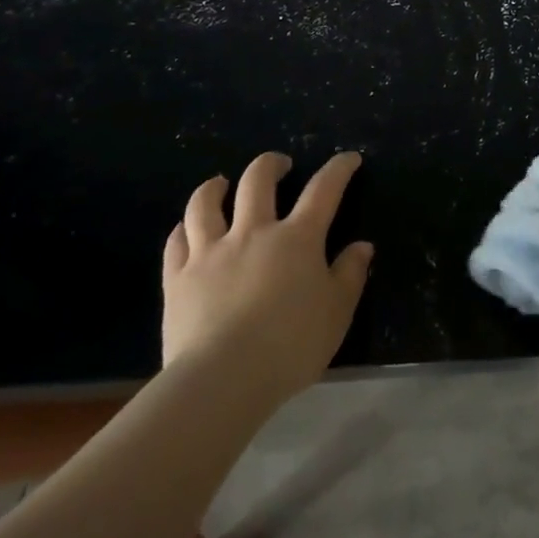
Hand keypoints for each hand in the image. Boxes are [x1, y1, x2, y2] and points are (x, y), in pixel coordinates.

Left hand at [161, 151, 373, 405]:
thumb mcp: (336, 314)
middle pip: (258, 181)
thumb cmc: (289, 347)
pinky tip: (186, 229)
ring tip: (221, 183)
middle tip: (279, 165)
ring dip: (215, 187)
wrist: (222, 380)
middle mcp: (253, 232)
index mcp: (297, 238)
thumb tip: (361, 246)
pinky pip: (177, 241)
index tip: (348, 158)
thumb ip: (350, 276)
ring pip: (206, 203)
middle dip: (271, 165)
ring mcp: (211, 252)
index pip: (323, 189)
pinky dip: (183, 229)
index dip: (338, 168)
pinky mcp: (178, 278)